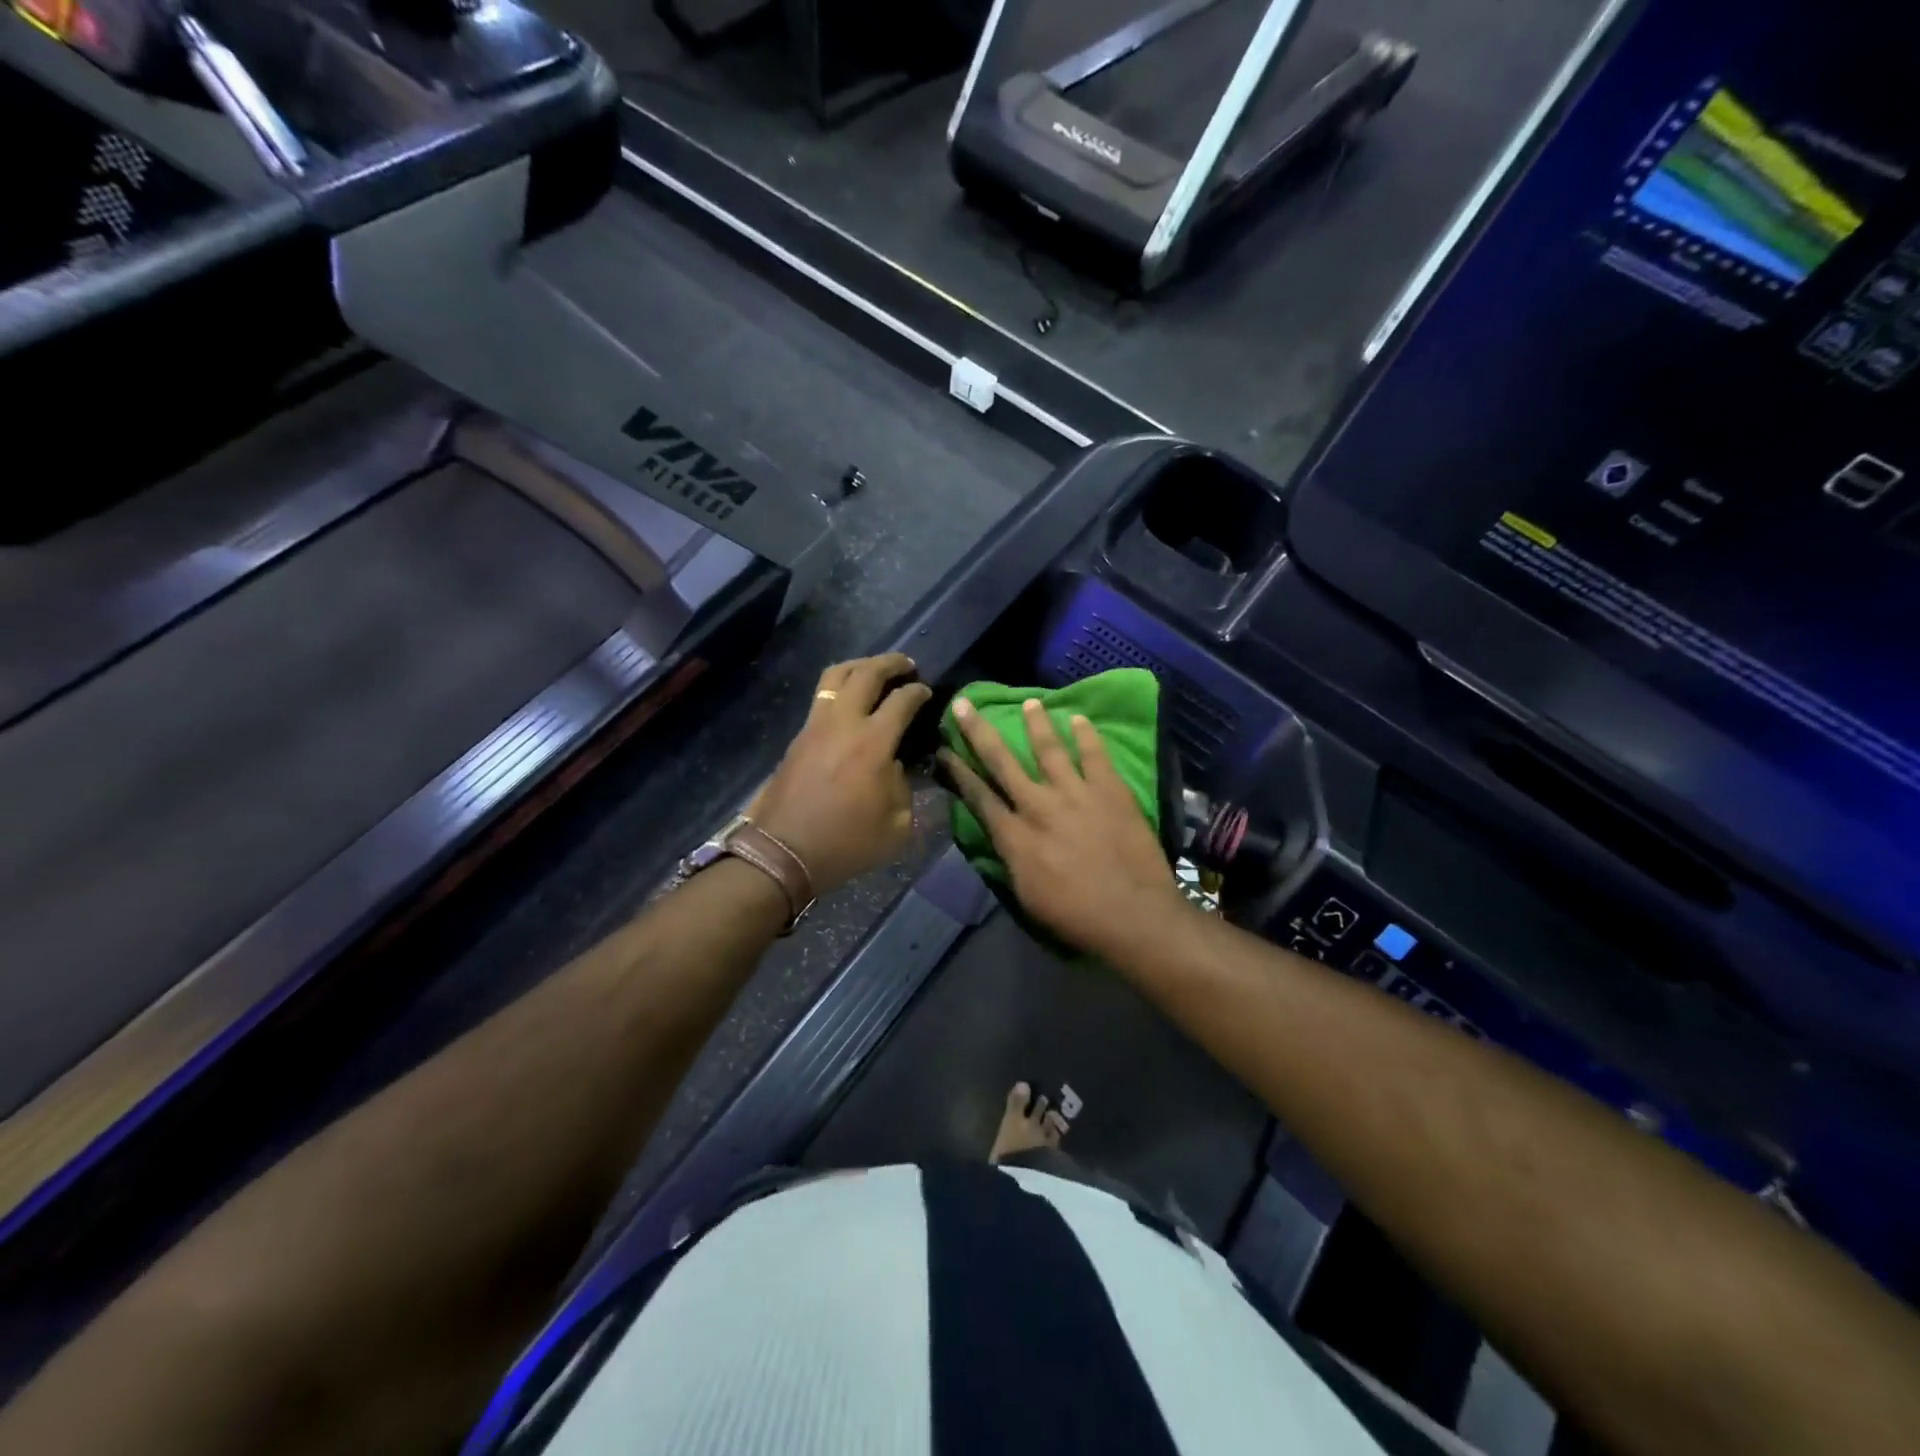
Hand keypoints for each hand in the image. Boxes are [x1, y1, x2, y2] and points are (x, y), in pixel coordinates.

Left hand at [750, 654, 932, 894]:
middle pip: (866, 672)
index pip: (902, 700)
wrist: (784, 852)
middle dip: (891, 662)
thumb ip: (903, 786)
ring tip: (874, 670)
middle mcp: (844, 722)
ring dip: (860, 666)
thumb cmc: (847, 843)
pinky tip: (849, 700)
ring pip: (836, 675)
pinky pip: (821, 696)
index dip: (918, 692)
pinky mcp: (799, 736)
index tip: (927, 692)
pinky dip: (840, 687)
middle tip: (906, 664)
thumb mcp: (897, 825)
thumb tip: (893, 765)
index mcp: (874, 742)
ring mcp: (816, 725)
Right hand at [939, 697, 1189, 959]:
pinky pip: (1094, 755)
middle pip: (1002, 761)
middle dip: (979, 731)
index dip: (958, 771)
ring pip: (1049, 749)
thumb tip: (1001, 835)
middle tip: (965, 704)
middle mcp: (1038, 805)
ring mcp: (1076, 793)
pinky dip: (1086, 735)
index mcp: (1014, 835)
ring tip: (1030, 702)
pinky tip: (1079, 718)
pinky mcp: (1110, 790)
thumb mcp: (1025, 895)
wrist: (1133, 914)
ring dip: (1036, 723)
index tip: (944, 749)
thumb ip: (1010, 858)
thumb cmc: (1075, 916)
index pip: (978, 795)